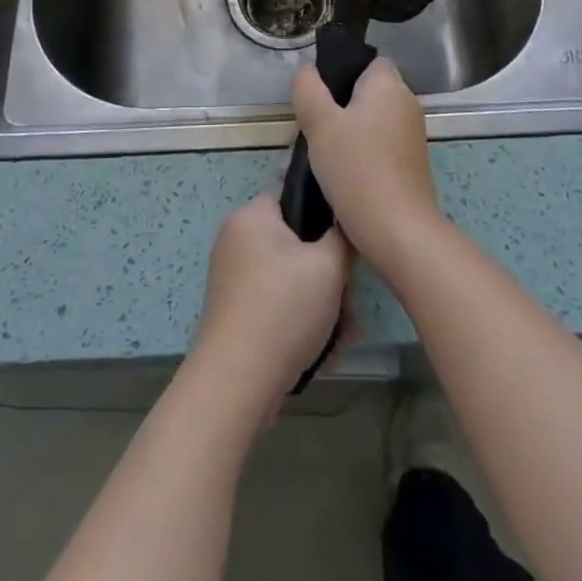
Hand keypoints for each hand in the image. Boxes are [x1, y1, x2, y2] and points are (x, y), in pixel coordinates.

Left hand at [192, 194, 351, 407]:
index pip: (293, 197)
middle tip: (349, 302)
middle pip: (295, 245)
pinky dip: (299, 321)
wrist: (236, 383)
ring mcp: (232, 279)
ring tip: (344, 334)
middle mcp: (236, 241)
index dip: (324, 218)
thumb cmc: (284, 309)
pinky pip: (276, 304)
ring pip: (290, 280)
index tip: (346, 247)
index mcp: (251, 217)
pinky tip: (323, 350)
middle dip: (328, 275)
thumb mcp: (329, 266)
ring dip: (320, 303)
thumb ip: (342, 236)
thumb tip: (341, 226)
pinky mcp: (234, 313)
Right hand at [291, 58, 444, 276]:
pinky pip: (377, 144)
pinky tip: (336, 174)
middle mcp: (406, 103)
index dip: (340, 70)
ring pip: (368, 121)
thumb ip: (309, 89)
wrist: (399, 231)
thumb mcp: (320, 124)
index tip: (316, 94)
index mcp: (389, 85)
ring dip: (343, 132)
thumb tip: (307, 68)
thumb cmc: (357, 169)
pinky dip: (358, 153)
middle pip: (364, 92)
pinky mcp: (410, 164)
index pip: (367, 60)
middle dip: (335, 106)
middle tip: (307, 128)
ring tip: (316, 155)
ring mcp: (411, 135)